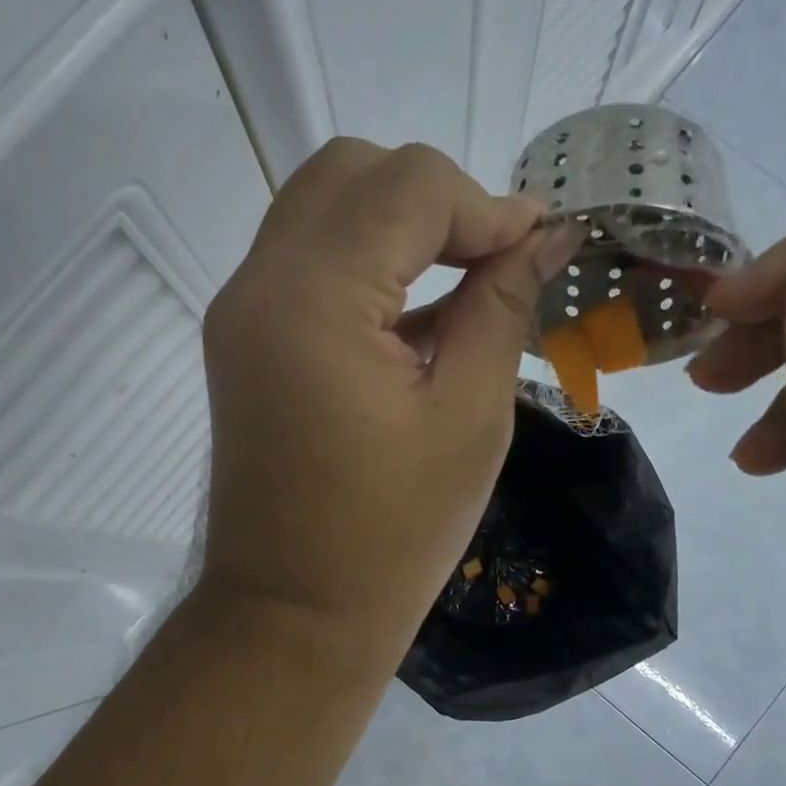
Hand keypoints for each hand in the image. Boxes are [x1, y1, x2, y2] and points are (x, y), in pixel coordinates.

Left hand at [198, 139, 578, 671]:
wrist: (295, 614)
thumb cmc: (393, 533)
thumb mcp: (469, 415)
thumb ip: (502, 305)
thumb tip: (545, 237)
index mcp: (312, 299)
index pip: (405, 185)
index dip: (486, 205)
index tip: (537, 249)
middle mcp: (258, 284)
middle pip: (350, 172)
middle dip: (435, 198)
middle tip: (493, 260)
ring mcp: (239, 311)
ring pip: (322, 208)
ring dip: (398, 225)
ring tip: (462, 282)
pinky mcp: (242, 340)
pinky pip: (306, 261)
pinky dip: (365, 262)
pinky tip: (413, 316)